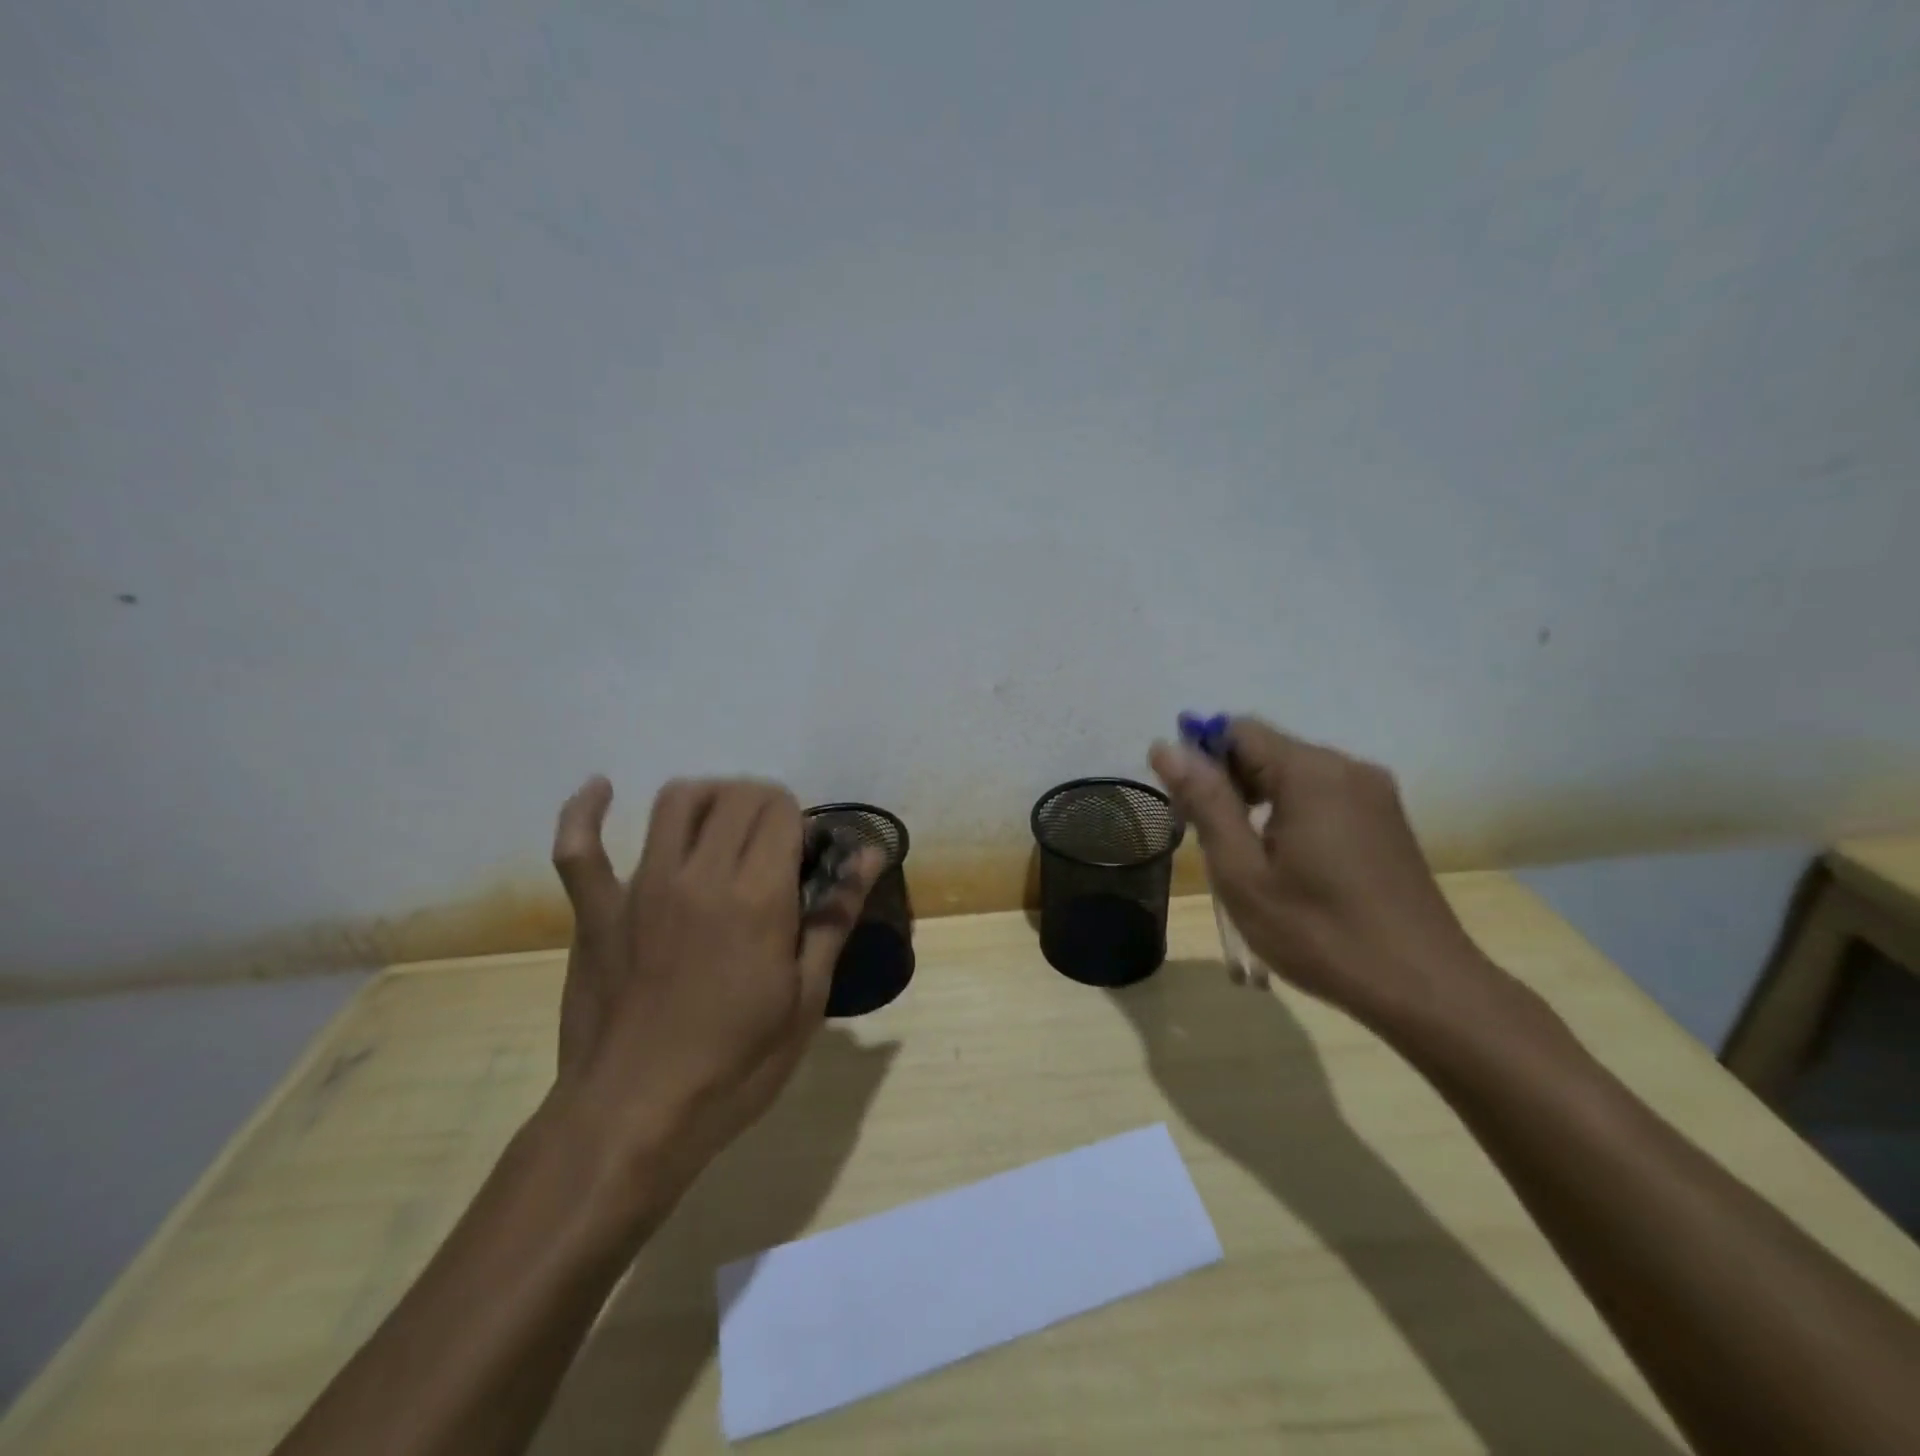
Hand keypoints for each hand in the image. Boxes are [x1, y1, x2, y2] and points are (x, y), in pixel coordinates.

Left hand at [547, 776, 879, 1197]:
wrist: (634, 1119)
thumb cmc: (736, 1065)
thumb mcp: (806, 998)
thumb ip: (836, 915)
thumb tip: (871, 853)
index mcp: (757, 895)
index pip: (781, 809)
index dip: (799, 818)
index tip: (804, 852)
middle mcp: (699, 874)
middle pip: (736, 796)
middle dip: (764, 803)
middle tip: (772, 843)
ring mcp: (641, 887)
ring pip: (674, 801)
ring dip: (707, 796)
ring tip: (721, 823)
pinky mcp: (595, 910)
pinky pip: (578, 847)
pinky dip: (585, 811)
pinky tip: (600, 788)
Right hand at [1149, 717, 1497, 1030]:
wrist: (1425, 989)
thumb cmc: (1320, 933)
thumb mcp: (1243, 872)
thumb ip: (1206, 802)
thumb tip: (1165, 747)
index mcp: (1310, 772)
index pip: (1237, 730)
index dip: (1199, 757)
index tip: (1185, 807)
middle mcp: (1347, 767)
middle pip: (1266, 749)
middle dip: (1227, 782)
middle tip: (1207, 840)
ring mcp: (1373, 793)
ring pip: (1293, 774)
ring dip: (1256, 800)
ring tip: (1244, 858)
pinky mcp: (1386, 819)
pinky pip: (1322, 795)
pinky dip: (1290, 813)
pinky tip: (1286, 862)